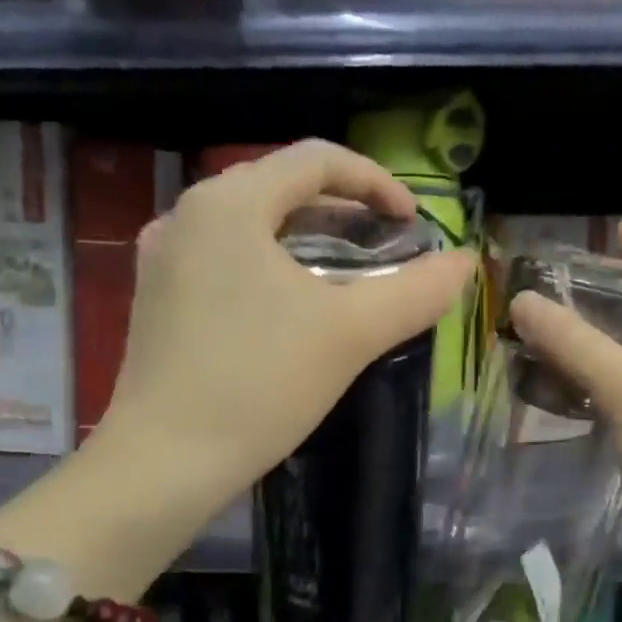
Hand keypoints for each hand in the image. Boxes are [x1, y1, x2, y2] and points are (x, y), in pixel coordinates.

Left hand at [94, 140, 473, 514]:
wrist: (164, 463)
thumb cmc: (259, 384)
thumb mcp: (350, 333)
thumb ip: (415, 292)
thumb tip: (464, 264)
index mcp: (229, 203)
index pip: (317, 159)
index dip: (377, 182)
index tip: (413, 225)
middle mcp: (187, 214)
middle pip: (281, 186)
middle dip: (343, 210)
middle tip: (386, 248)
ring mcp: (164, 257)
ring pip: (252, 224)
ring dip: (308, 238)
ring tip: (348, 275)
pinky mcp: (157, 297)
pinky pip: (226, 257)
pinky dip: (271, 265)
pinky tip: (293, 306)